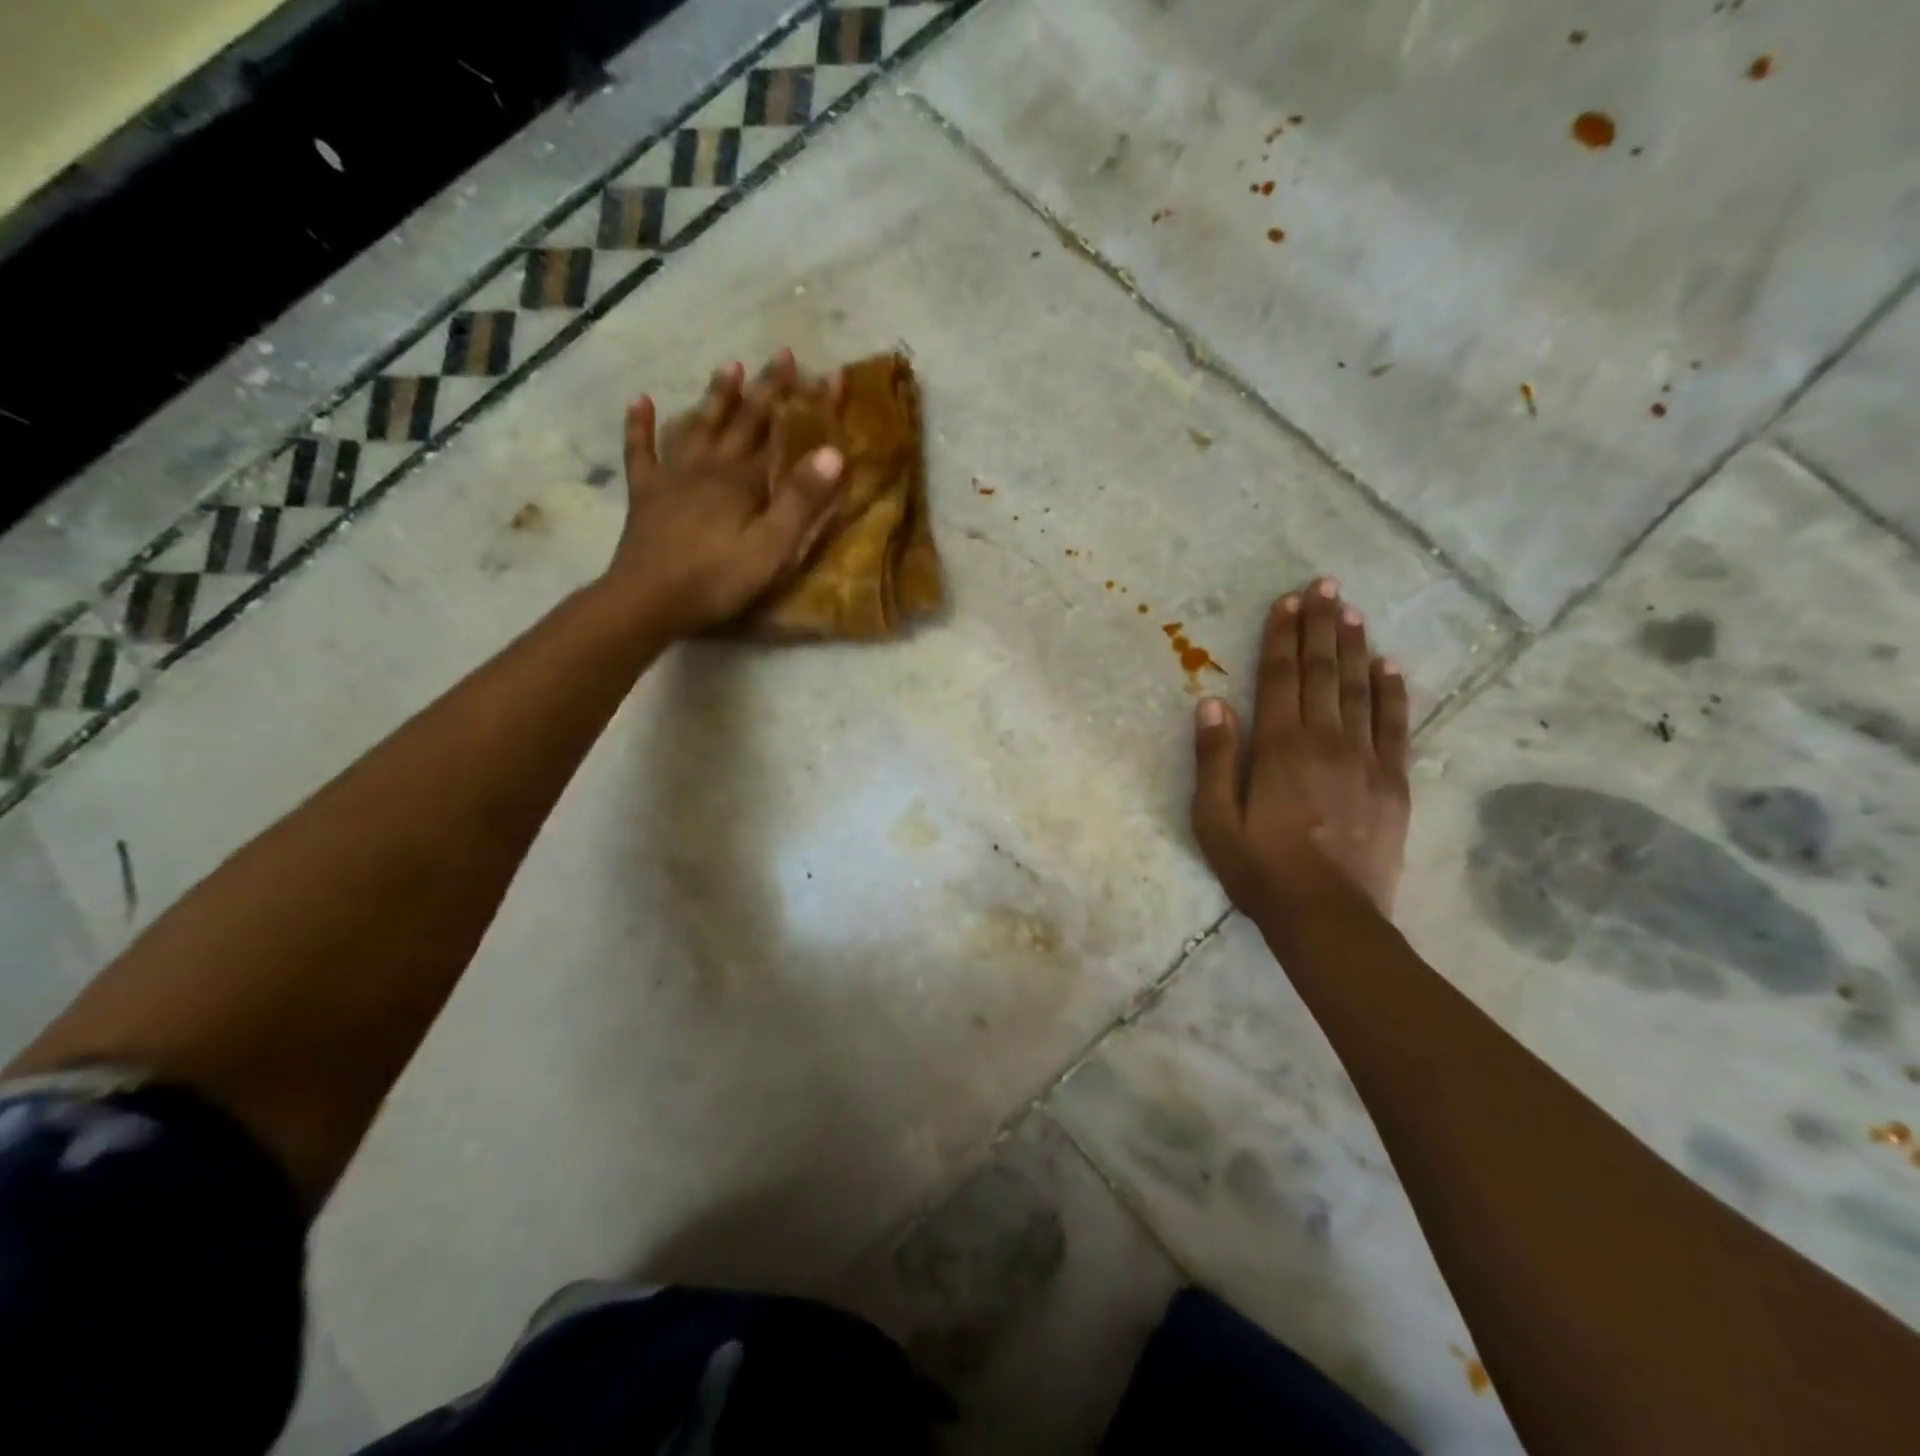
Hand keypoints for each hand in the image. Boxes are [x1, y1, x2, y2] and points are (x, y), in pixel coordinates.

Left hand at [607, 352, 844, 636]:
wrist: (647, 601)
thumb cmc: (717, 579)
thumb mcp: (771, 548)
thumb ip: (800, 501)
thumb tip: (832, 452)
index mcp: (742, 480)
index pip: (780, 432)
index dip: (804, 403)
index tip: (827, 372)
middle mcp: (709, 466)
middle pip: (741, 421)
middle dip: (765, 388)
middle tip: (783, 355)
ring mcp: (672, 477)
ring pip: (697, 426)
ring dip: (715, 397)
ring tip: (729, 366)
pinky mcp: (646, 495)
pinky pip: (641, 451)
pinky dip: (640, 425)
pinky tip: (640, 400)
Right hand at [1191, 578, 1411, 921]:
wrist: (1329, 916)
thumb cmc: (1260, 869)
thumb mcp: (1215, 819)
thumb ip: (1214, 758)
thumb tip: (1211, 702)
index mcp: (1279, 748)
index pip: (1281, 678)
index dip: (1283, 637)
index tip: (1288, 601)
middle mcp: (1325, 741)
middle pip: (1323, 673)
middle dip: (1322, 627)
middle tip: (1326, 586)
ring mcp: (1365, 760)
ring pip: (1359, 690)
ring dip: (1354, 648)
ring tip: (1353, 612)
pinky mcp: (1393, 783)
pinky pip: (1395, 726)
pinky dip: (1393, 693)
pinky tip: (1391, 667)